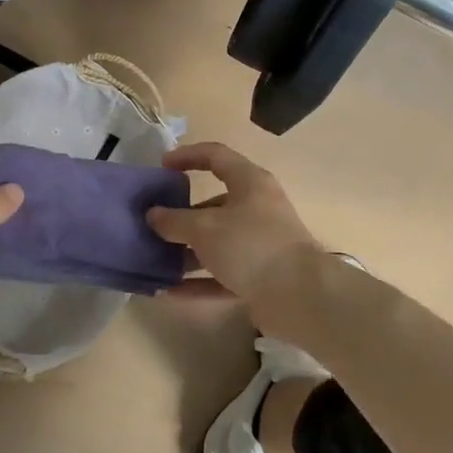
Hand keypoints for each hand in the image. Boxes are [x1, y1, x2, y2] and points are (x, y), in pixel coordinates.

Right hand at [147, 142, 326, 333]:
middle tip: (152, 224)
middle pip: (213, 205)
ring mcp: (259, 244)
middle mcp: (256, 209)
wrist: (301, 296)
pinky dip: (198, 282)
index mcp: (249, 183)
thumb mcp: (204, 228)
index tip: (161, 166)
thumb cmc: (251, 245)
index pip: (215, 156)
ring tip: (155, 260)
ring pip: (216, 243)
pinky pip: (221, 275)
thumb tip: (153, 215)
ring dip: (186, 251)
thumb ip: (174, 220)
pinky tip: (169, 292)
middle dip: (181, 215)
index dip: (187, 156)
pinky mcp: (259, 276)